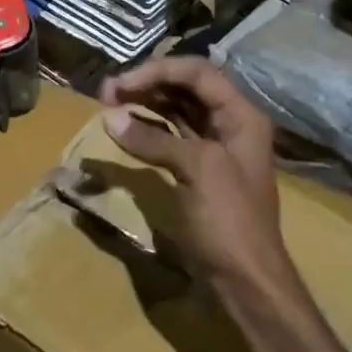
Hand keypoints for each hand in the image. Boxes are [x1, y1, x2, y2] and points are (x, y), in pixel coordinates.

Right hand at [98, 57, 299, 308]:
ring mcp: (213, 150)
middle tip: (106, 93)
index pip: (198, 73)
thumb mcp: (196, 170)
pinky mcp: (196, 173)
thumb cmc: (229, 221)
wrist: (245, 280)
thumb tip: (109, 117)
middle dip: (147, 84)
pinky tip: (124, 129)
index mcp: (241, 116)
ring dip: (144, 104)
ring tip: (109, 104)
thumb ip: (153, 139)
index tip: (120, 84)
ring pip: (176, 112)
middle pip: (186, 88)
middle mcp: (230, 125)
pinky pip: (170, 138)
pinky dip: (147, 130)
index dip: (157, 71)